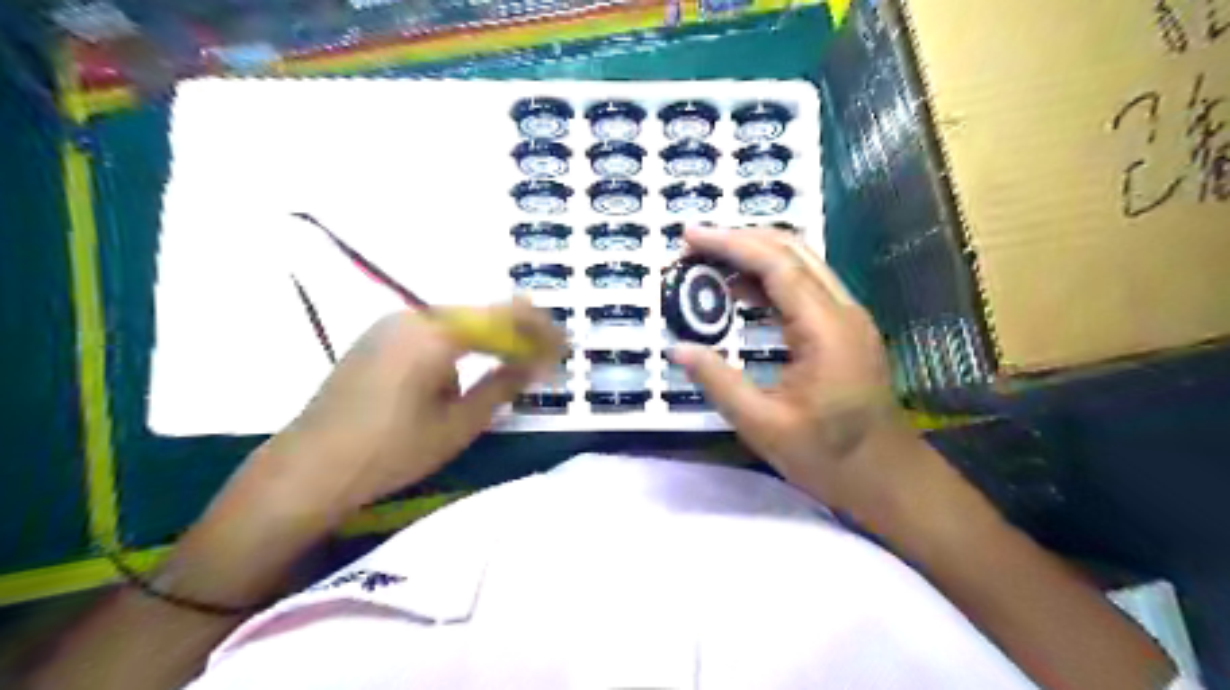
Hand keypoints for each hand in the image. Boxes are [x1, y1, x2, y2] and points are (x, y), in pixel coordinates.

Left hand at [231, 298, 563, 527]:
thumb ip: (504, 385)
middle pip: (482, 312)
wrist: (309, 468)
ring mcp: (391, 324)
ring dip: (492, 335)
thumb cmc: (391, 451)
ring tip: (518, 358)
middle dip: (519, 330)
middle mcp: (413, 316)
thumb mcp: (459, 424)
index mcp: (435, 334)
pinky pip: (435, 329)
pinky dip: (464, 341)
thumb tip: (539, 362)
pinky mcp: (379, 337)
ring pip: (459, 319)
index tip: (565, 345)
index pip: (503, 316)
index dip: (540, 329)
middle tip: (547, 353)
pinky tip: (474, 362)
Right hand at [672, 226, 923, 512]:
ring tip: (708, 265)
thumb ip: (718, 383)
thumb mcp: (762, 426)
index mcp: (825, 329)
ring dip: (754, 256)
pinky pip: (804, 286)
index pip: (776, 265)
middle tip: (693, 247)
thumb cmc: (828, 456)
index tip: (689, 236)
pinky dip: (768, 279)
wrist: (886, 476)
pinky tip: (739, 293)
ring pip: (800, 263)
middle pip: (791, 251)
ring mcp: (848, 316)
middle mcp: (842, 310)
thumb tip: (676, 349)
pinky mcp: (844, 328)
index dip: (730, 244)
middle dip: (740, 240)